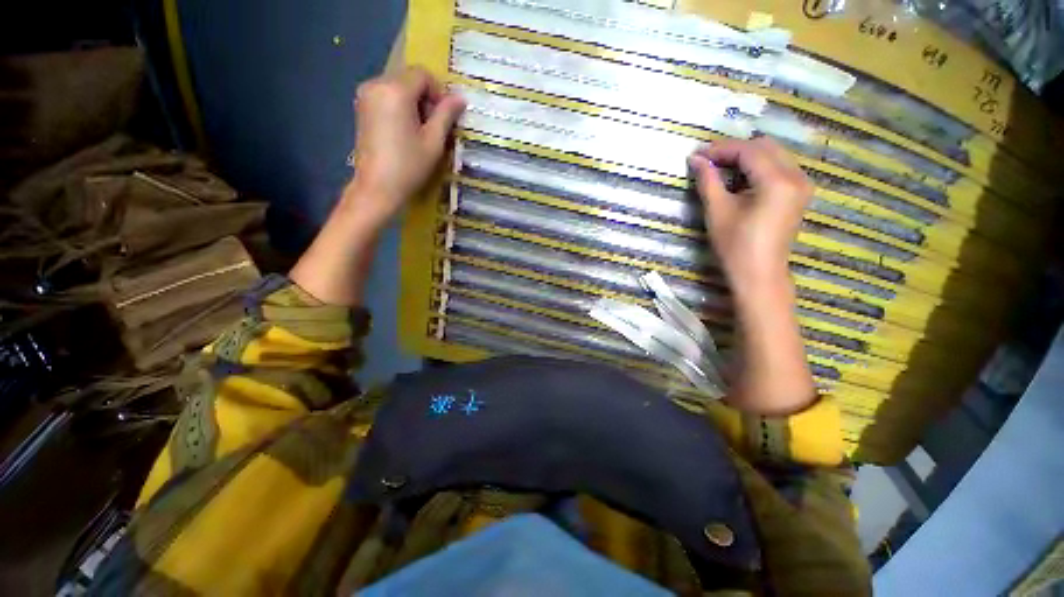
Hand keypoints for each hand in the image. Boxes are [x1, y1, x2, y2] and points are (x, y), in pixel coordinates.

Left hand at [346, 66, 465, 223]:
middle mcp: (376, 84)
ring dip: (414, 104)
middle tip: (434, 128)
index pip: (423, 74)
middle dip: (426, 99)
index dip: (438, 93)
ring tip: (420, 133)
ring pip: (398, 88)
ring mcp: (365, 96)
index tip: (444, 118)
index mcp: (395, 90)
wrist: (377, 188)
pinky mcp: (361, 108)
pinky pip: (386, 97)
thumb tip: (460, 98)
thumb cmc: (409, 166)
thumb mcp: (433, 141)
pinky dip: (400, 108)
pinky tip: (405, 133)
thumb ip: (446, 115)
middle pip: (409, 79)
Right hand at [688, 137, 811, 294]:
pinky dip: (758, 167)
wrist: (758, 274)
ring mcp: (802, 185)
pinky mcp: (799, 194)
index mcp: (777, 181)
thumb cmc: (735, 246)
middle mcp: (797, 176)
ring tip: (720, 171)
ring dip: (746, 158)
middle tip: (707, 162)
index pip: (748, 151)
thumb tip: (695, 159)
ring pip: (773, 154)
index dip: (720, 149)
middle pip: (764, 147)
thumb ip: (708, 181)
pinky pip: (779, 167)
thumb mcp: (717, 211)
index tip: (697, 155)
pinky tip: (739, 180)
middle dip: (734, 151)